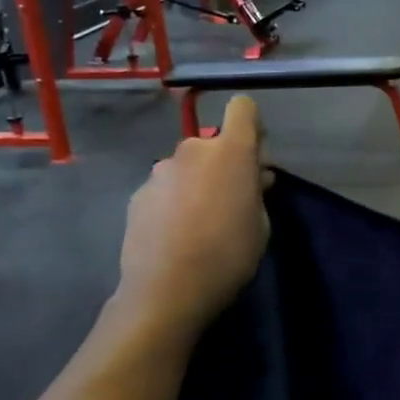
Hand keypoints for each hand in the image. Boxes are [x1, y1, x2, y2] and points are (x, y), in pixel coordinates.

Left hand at [119, 97, 269, 330]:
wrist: (166, 291)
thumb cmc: (228, 257)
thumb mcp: (261, 226)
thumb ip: (257, 192)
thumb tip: (254, 176)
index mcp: (230, 152)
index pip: (242, 107)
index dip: (251, 125)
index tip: (255, 154)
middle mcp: (192, 150)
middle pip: (213, 143)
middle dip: (223, 164)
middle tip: (231, 200)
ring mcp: (160, 171)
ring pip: (187, 167)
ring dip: (197, 183)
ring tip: (200, 223)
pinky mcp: (137, 194)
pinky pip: (166, 188)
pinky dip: (173, 201)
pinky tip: (175, 235)